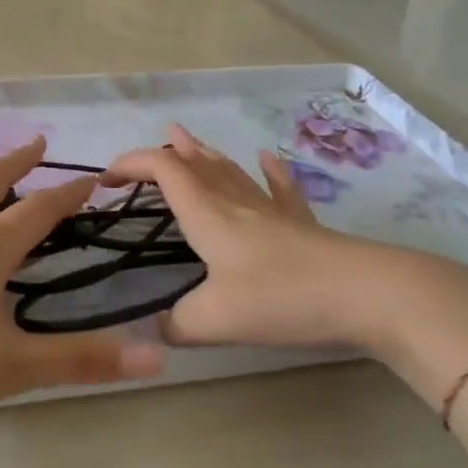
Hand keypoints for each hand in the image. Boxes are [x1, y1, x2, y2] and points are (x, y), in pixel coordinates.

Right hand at [102, 125, 382, 351]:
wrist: (362, 293)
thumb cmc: (279, 297)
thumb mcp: (215, 320)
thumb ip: (176, 325)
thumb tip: (153, 329)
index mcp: (206, 213)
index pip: (162, 169)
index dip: (130, 163)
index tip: (106, 178)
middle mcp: (234, 200)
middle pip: (194, 162)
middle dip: (164, 153)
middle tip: (144, 154)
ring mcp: (270, 208)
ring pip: (230, 169)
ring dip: (203, 153)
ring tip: (186, 138)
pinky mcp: (301, 223)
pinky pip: (280, 188)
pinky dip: (269, 171)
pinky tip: (268, 159)